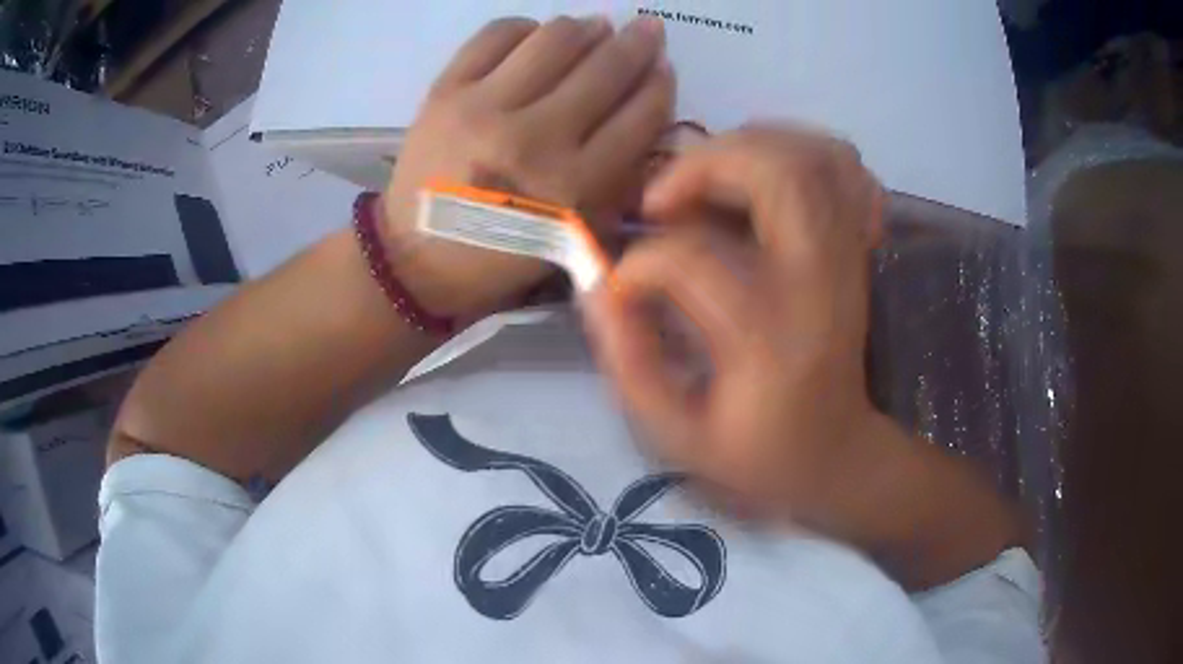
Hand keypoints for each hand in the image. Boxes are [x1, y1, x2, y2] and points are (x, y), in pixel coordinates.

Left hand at [383, 15, 674, 316]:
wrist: (414, 258)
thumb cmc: (498, 257)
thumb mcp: (572, 242)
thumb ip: (616, 183)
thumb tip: (642, 112)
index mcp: (573, 188)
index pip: (638, 116)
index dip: (660, 85)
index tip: (664, 68)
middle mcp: (534, 140)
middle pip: (604, 71)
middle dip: (638, 43)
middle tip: (647, 29)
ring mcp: (484, 108)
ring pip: (555, 40)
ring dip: (586, 28)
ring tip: (596, 27)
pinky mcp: (445, 92)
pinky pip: (495, 36)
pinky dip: (524, 27)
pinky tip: (535, 36)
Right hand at [586, 126, 889, 530]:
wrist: (839, 452)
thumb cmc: (759, 452)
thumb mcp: (677, 434)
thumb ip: (628, 360)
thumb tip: (596, 284)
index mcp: (771, 338)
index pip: (694, 259)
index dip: (639, 264)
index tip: (621, 288)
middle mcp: (820, 282)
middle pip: (780, 173)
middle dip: (705, 163)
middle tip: (664, 197)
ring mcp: (849, 257)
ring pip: (818, 156)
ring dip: (752, 146)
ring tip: (709, 177)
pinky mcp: (859, 248)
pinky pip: (847, 169)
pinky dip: (803, 152)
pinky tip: (767, 179)